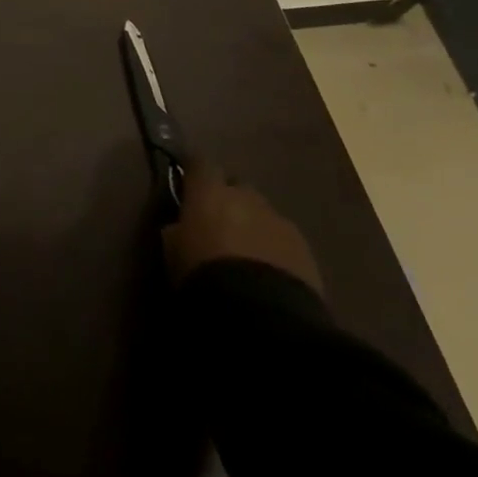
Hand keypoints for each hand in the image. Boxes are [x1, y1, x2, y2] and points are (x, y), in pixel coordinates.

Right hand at [163, 160, 322, 293]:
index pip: (200, 163)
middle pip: (236, 187)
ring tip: (248, 254)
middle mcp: (245, 196)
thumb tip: (180, 223)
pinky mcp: (305, 249)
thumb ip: (177, 228)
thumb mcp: (172, 249)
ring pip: (262, 213)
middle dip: (229, 200)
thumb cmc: (203, 272)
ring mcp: (278, 220)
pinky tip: (270, 272)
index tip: (189, 186)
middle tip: (219, 225)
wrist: (260, 313)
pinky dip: (276, 248)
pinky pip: (284, 239)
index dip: (195, 174)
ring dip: (254, 225)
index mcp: (209, 191)